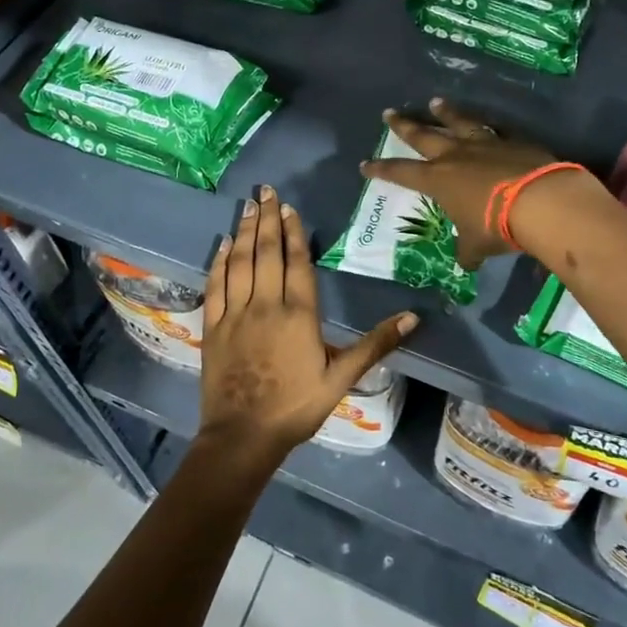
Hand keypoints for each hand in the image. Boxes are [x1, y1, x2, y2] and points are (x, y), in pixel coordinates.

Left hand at [198, 186, 417, 465]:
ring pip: (240, 262)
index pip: (297, 261)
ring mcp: (235, 313)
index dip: (294, 232)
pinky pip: (215, 285)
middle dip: (268, 220)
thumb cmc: (297, 406)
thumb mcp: (342, 378)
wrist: (244, 435)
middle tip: (265, 190)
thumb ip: (375, 344)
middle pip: (267, 253)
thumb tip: (413, 317)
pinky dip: (218, 262)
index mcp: (298, 313)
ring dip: (244, 232)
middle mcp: (265, 304)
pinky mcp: (213, 326)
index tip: (289, 207)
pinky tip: (222, 244)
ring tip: (248, 206)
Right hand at [360, 99, 610, 267]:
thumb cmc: (496, 225)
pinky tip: (488, 122)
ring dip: (445, 113)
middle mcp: (455, 156)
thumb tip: (466, 263)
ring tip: (435, 102)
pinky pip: (494, 130)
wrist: (539, 200)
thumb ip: (467, 250)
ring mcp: (484, 144)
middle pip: (423, 136)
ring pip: (458, 123)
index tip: (365, 164)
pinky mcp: (512, 141)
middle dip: (404, 126)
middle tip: (389, 113)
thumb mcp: (476, 245)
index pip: (401, 173)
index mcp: (438, 180)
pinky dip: (487, 126)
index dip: (382, 169)